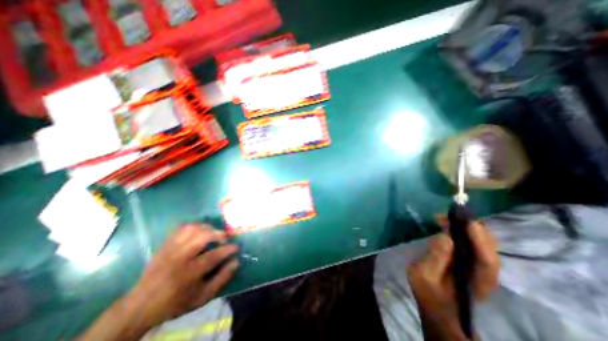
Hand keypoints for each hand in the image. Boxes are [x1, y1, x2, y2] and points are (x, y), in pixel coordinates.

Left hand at [127, 223, 237, 327]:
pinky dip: (194, 225)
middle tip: (224, 239)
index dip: (228, 249)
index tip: (236, 247)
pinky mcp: (164, 244)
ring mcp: (170, 249)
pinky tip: (200, 230)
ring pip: (192, 228)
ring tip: (213, 233)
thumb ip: (221, 279)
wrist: (140, 306)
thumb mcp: (202, 297)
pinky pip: (181, 228)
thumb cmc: (176, 302)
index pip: (213, 256)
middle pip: (202, 236)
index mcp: (188, 274)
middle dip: (218, 234)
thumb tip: (236, 261)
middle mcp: (178, 258)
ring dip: (207, 227)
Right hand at [408, 219, 498, 338]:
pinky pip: (474, 243)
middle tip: (446, 216)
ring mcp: (481, 268)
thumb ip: (435, 258)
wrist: (439, 308)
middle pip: (489, 248)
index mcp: (474, 283)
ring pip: (483, 243)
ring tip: (443, 218)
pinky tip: (448, 225)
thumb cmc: (429, 293)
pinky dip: (463, 231)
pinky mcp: (473, 261)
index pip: (486, 261)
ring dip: (466, 227)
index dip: (479, 240)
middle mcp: (485, 274)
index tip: (467, 221)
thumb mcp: (423, 276)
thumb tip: (446, 237)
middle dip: (471, 227)